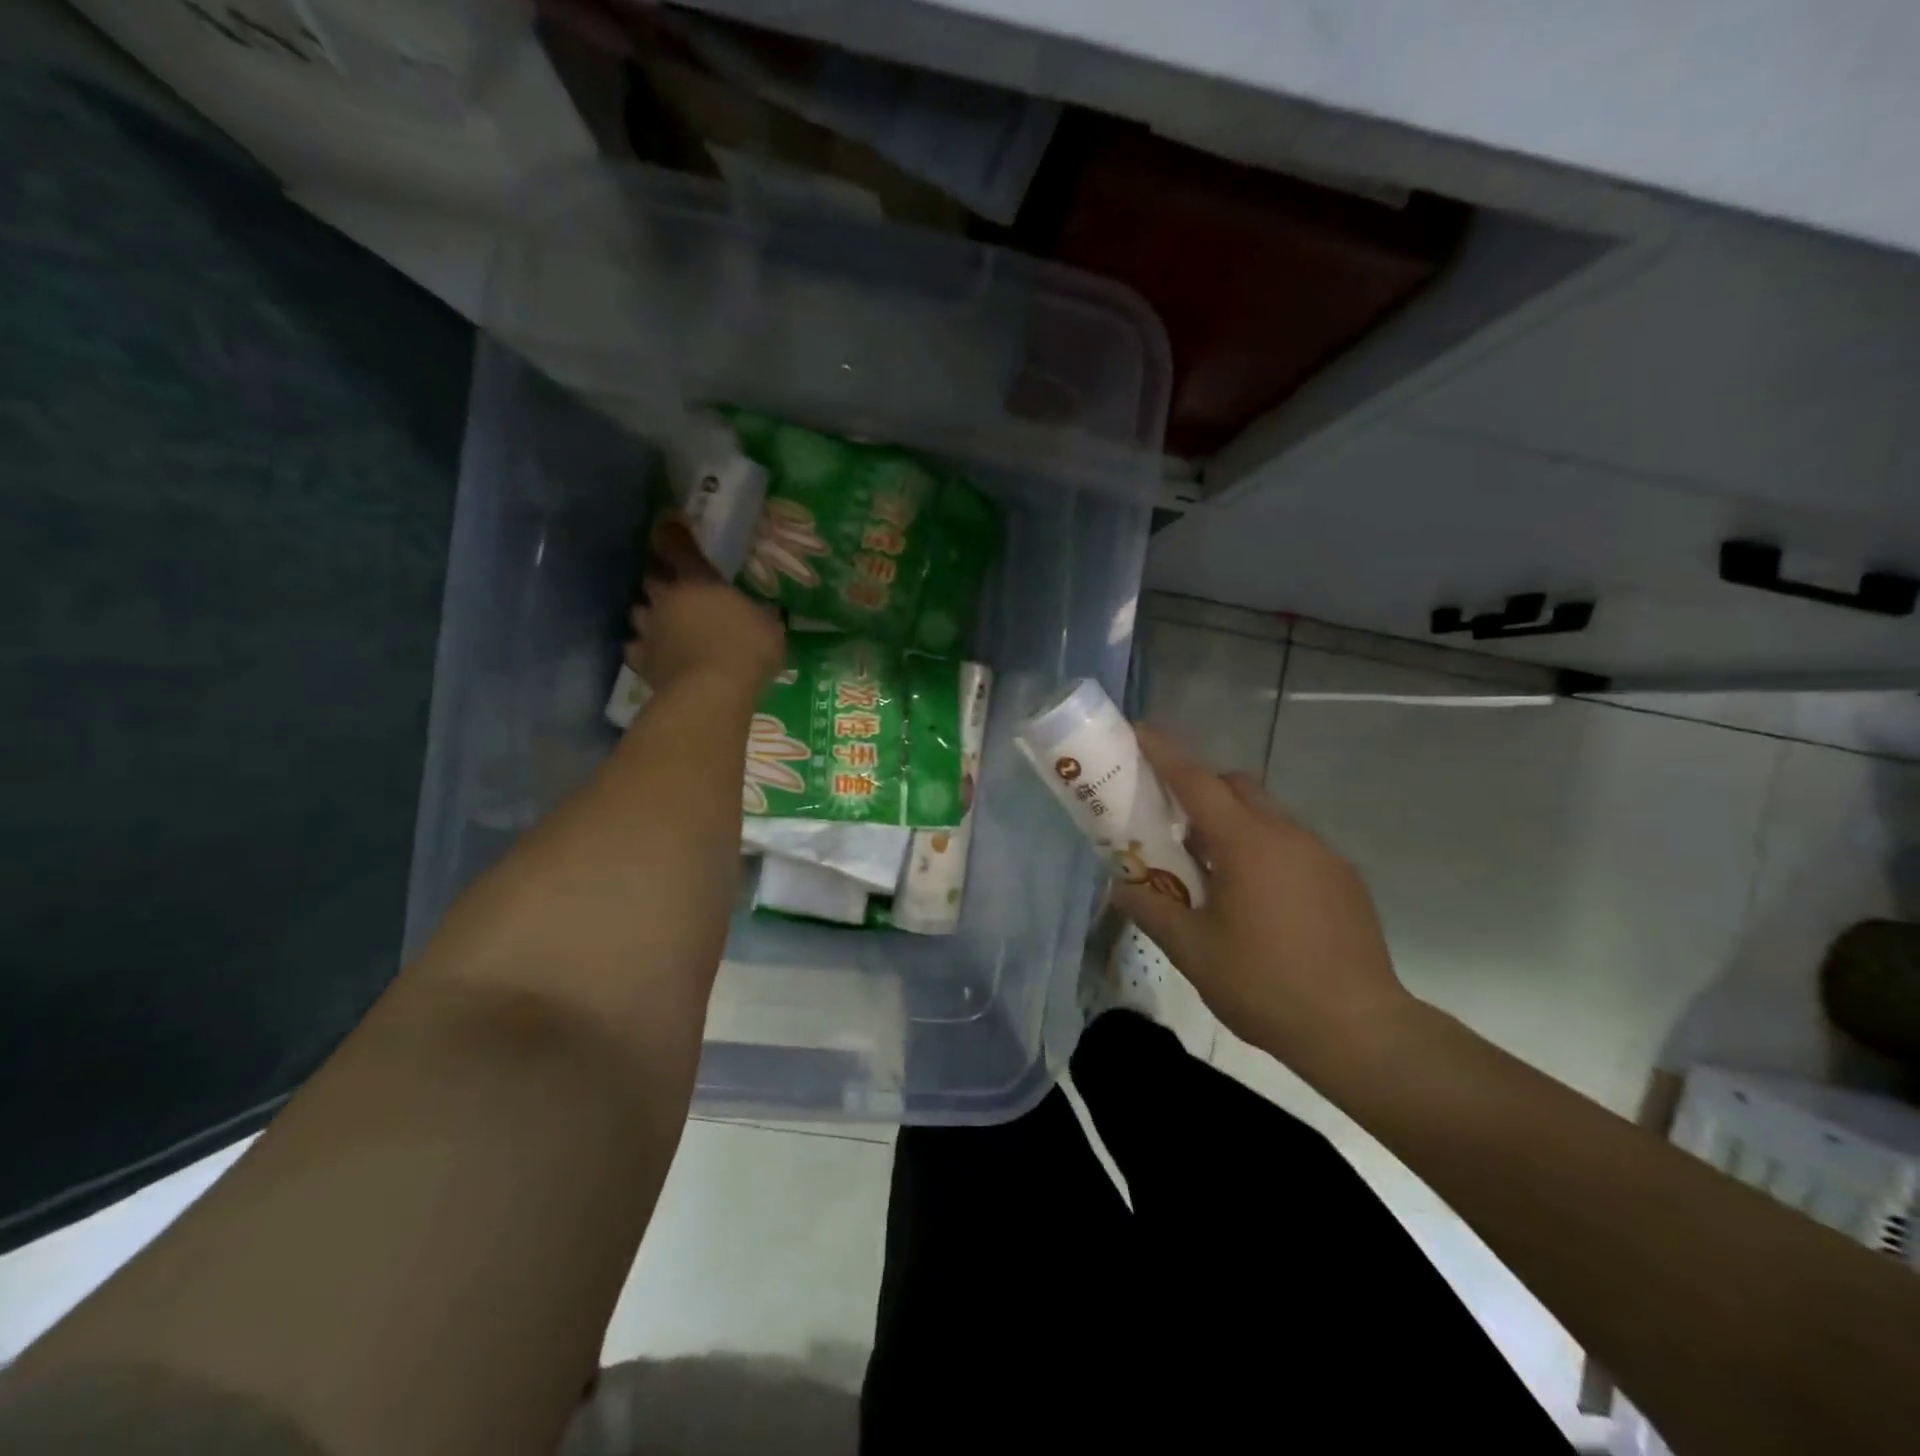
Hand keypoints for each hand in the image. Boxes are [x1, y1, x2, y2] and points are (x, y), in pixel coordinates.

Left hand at [627, 517, 784, 694]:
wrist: (710, 694)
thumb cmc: (746, 650)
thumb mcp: (770, 628)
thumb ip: (762, 615)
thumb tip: (765, 611)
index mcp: (698, 581)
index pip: (677, 545)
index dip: (672, 533)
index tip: (670, 525)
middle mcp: (666, 598)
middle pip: (652, 577)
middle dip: (661, 579)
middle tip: (675, 586)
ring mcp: (649, 629)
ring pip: (640, 611)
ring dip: (650, 613)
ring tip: (664, 623)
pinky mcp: (641, 660)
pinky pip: (637, 648)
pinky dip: (645, 648)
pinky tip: (657, 656)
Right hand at [1109, 727, 1412, 1062]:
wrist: (1359, 1030)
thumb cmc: (1264, 984)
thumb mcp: (1192, 950)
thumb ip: (1152, 909)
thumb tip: (1121, 888)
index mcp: (1246, 844)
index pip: (1196, 781)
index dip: (1164, 752)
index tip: (1138, 731)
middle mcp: (1286, 834)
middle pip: (1236, 786)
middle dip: (1200, 789)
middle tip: (1171, 822)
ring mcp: (1321, 855)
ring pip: (1267, 815)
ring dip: (1233, 824)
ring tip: (1212, 872)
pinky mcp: (1343, 878)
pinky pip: (1292, 844)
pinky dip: (1264, 850)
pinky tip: (1257, 900)